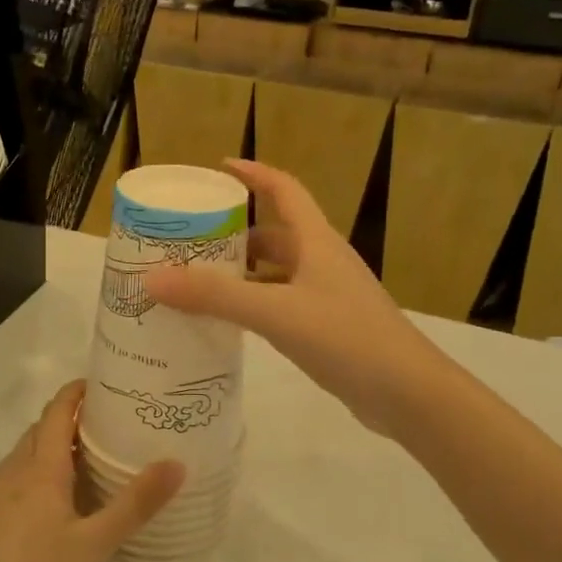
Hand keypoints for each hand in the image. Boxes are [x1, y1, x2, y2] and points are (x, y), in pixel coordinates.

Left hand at [0, 381, 182, 561]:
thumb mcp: (95, 544)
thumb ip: (135, 504)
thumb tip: (176, 464)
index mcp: (40, 468)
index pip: (57, 411)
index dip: (77, 392)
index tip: (105, 385)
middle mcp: (13, 471)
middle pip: (42, 429)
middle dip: (71, 418)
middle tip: (110, 425)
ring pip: (26, 454)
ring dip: (54, 446)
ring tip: (89, 460)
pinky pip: (15, 477)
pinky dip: (39, 471)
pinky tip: (55, 502)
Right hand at [144, 159, 436, 437]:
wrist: (408, 393)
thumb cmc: (346, 338)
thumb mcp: (276, 312)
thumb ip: (216, 296)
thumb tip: (153, 278)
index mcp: (316, 242)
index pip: (284, 191)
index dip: (254, 174)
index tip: (219, 168)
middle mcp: (322, 262)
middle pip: (275, 235)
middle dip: (235, 234)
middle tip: (191, 242)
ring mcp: (328, 296)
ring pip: (277, 274)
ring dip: (243, 274)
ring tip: (199, 283)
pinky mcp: (328, 328)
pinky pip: (282, 305)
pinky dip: (255, 306)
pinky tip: (231, 324)